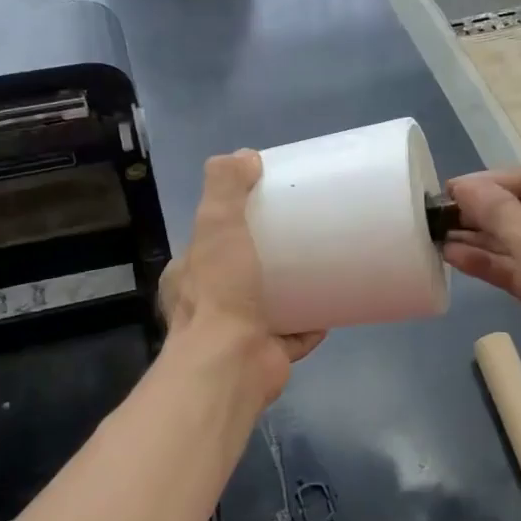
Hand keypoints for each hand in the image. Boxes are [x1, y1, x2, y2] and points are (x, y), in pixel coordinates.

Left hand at [159, 151, 324, 405]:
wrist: (231, 365)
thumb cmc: (219, 292)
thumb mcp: (216, 225)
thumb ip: (225, 187)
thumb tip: (245, 155)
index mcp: (188, 277)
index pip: (208, 243)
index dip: (231, 226)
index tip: (264, 210)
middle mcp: (207, 307)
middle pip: (240, 274)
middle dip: (266, 260)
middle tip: (300, 238)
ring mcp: (237, 335)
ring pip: (267, 306)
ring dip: (290, 292)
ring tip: (321, 267)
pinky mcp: (266, 356)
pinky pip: (293, 335)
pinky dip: (311, 324)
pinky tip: (333, 308)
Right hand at [444, 167, 520, 406]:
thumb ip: (497, 211)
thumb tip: (464, 186)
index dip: (487, 184)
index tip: (448, 190)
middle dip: (482, 213)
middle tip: (439, 216)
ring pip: (520, 242)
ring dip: (482, 239)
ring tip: (439, 236)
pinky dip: (493, 264)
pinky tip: (457, 258)